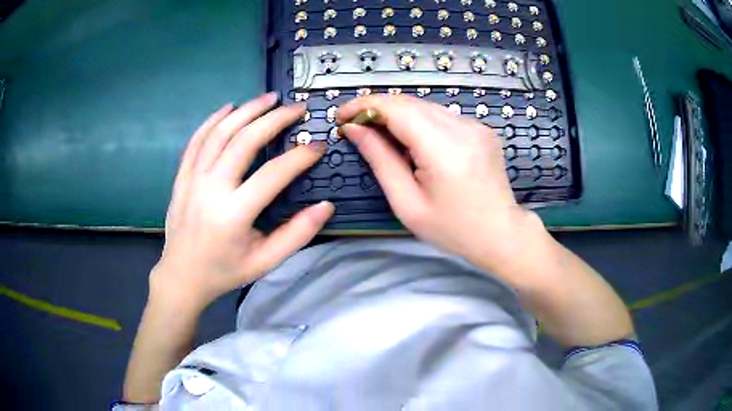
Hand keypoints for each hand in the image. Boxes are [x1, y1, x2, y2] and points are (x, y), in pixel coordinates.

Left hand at [151, 93, 333, 310]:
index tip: (318, 145)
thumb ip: (297, 234)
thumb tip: (326, 207)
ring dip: (246, 110)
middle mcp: (211, 189)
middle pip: (244, 140)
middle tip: (296, 108)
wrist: (182, 276)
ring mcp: (192, 179)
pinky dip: (213, 120)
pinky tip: (229, 107)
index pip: (274, 173)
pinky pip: (197, 140)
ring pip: (220, 133)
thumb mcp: (265, 262)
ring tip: (269, 97)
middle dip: (275, 119)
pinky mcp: (182, 176)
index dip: (301, 156)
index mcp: (234, 214)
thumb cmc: (225, 271)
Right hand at [337, 95, 543, 273]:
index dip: (364, 105)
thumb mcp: (407, 203)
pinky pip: (442, 116)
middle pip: (409, 102)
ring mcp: (475, 125)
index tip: (341, 116)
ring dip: (397, 115)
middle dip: (377, 109)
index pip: (396, 108)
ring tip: (380, 135)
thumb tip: (354, 129)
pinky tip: (412, 141)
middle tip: (355, 127)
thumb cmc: (452, 229)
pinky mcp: (481, 128)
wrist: (501, 233)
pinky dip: (419, 121)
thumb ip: (380, 160)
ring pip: (425, 106)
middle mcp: (462, 127)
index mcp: (444, 148)